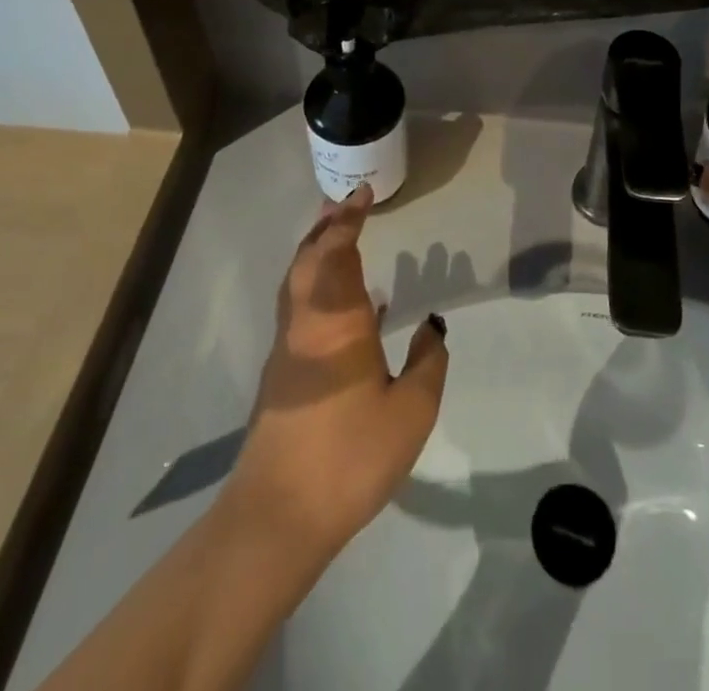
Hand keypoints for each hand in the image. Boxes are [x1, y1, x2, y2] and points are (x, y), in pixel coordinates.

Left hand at [225, 184, 449, 564]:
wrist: (277, 516)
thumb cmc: (349, 455)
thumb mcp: (410, 411)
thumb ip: (428, 362)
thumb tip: (432, 326)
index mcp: (337, 321)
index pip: (339, 252)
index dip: (349, 219)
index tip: (362, 193)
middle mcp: (306, 323)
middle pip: (308, 259)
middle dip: (325, 227)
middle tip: (342, 202)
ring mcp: (288, 350)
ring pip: (298, 284)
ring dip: (315, 252)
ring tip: (337, 238)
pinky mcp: (282, 376)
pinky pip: (299, 309)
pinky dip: (315, 286)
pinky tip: (342, 306)